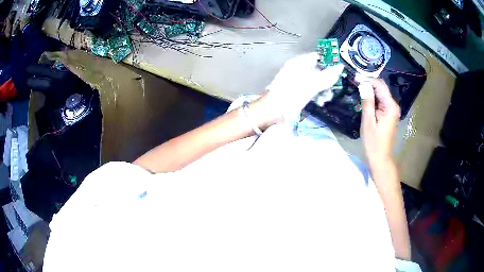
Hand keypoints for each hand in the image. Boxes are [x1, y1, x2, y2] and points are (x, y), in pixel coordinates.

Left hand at [264, 53, 343, 123]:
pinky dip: (316, 93)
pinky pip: (310, 88)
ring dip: (323, 89)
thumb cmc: (291, 95)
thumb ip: (327, 76)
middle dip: (327, 80)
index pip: (317, 56)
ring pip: (315, 80)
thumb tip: (339, 68)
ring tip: (325, 98)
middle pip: (318, 70)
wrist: (274, 110)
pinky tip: (319, 101)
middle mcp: (298, 69)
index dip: (329, 62)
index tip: (338, 70)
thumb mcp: (312, 85)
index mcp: (299, 63)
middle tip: (332, 88)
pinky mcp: (297, 90)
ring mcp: (297, 80)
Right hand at [360, 79, 399, 165]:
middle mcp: (393, 105)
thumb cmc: (373, 142)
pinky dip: (372, 98)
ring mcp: (391, 109)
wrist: (379, 158)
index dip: (368, 80)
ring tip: (357, 90)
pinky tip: (364, 99)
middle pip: (381, 88)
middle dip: (368, 84)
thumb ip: (367, 101)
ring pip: (380, 93)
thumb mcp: (368, 121)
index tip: (355, 78)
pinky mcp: (388, 113)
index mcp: (390, 106)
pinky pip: (380, 101)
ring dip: (369, 91)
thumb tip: (363, 84)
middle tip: (355, 83)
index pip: (380, 85)